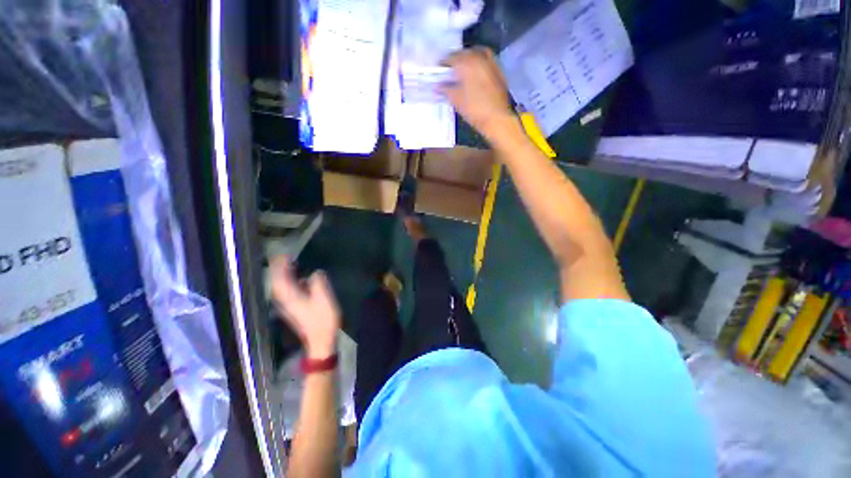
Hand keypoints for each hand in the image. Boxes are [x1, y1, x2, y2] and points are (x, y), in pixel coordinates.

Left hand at [270, 256, 340, 358]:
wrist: (320, 340)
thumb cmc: (323, 320)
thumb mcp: (324, 298)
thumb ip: (318, 282)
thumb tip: (315, 272)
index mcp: (290, 297)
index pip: (280, 278)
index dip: (280, 266)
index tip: (284, 254)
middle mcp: (285, 300)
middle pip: (278, 282)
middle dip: (280, 269)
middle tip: (286, 257)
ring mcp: (288, 305)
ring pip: (281, 287)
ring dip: (284, 275)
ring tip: (291, 264)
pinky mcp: (294, 309)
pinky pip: (288, 291)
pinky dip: (290, 282)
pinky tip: (300, 279)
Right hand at [442, 47, 519, 140]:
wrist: (497, 118)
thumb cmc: (474, 109)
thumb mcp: (456, 100)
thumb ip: (445, 90)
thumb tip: (436, 86)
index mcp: (467, 62)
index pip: (450, 58)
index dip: (443, 64)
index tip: (438, 71)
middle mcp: (479, 57)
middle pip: (464, 53)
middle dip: (456, 60)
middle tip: (450, 71)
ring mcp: (491, 63)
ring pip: (477, 54)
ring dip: (469, 59)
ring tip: (464, 69)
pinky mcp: (499, 71)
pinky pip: (486, 61)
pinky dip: (479, 64)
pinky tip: (476, 74)